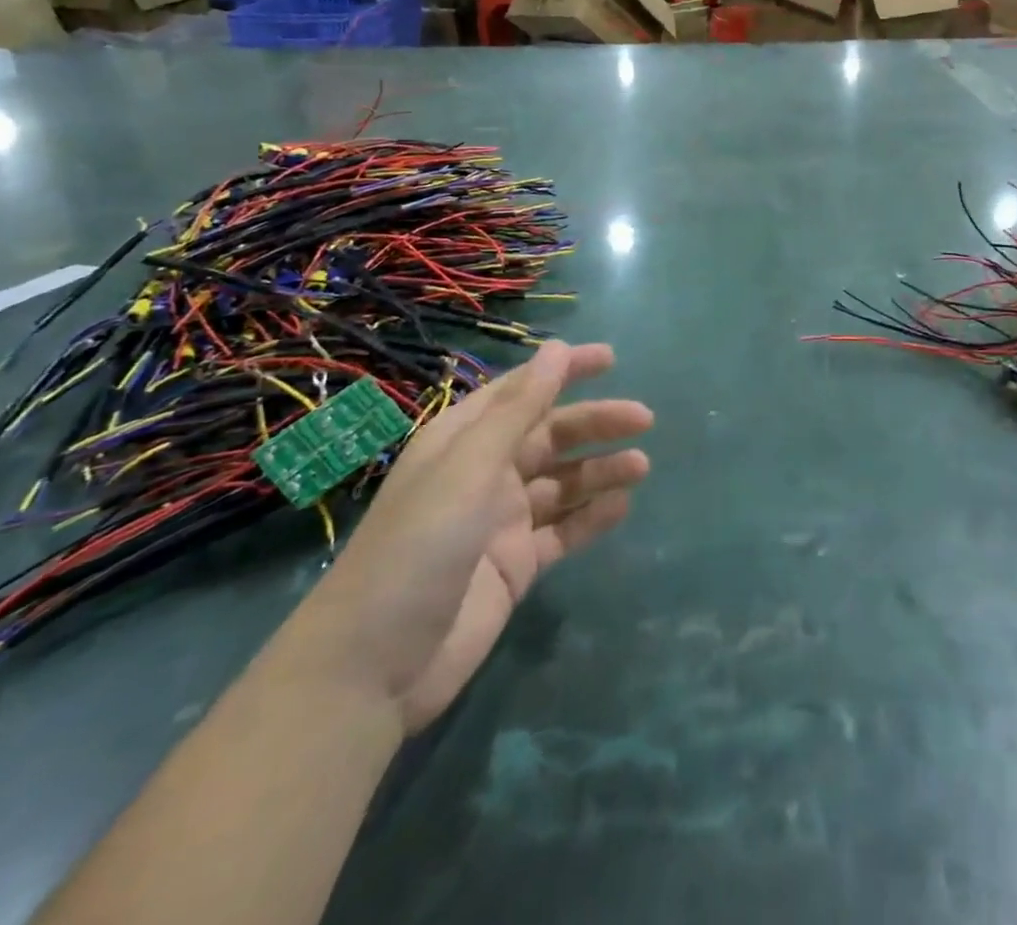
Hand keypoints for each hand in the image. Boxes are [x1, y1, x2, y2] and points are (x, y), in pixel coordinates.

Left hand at [279, 341, 651, 733]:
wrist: (373, 668)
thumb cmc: (418, 546)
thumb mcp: (469, 467)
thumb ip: (519, 410)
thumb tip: (556, 348)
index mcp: (462, 441)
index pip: (520, 392)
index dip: (563, 371)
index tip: (611, 359)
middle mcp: (483, 474)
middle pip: (549, 436)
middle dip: (594, 423)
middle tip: (643, 419)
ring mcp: (501, 522)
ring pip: (562, 482)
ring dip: (600, 470)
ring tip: (641, 466)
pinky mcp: (516, 565)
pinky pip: (563, 529)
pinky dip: (591, 515)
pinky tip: (621, 506)